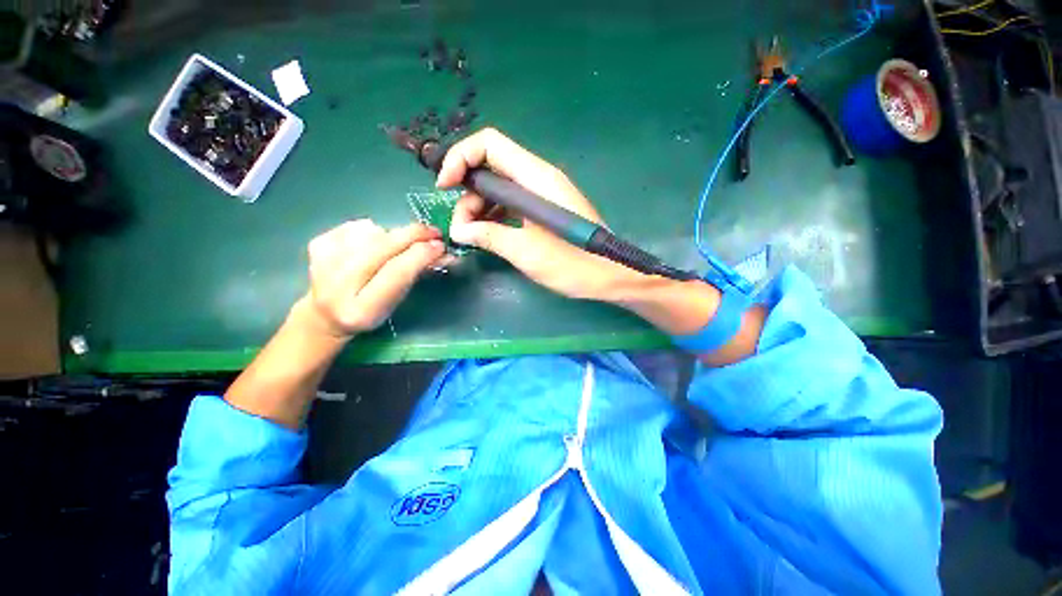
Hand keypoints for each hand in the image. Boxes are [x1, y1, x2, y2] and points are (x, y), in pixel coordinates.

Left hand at [296, 220, 444, 338]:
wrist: (326, 314)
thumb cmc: (371, 311)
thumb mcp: (397, 301)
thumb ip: (416, 275)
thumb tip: (444, 253)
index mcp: (362, 310)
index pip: (396, 273)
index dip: (420, 255)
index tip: (440, 245)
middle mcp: (337, 286)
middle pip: (381, 248)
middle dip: (412, 235)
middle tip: (433, 232)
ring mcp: (322, 262)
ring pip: (372, 232)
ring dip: (393, 235)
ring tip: (396, 248)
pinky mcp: (317, 245)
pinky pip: (357, 226)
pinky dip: (372, 231)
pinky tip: (371, 246)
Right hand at [438, 128, 648, 299]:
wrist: (609, 275)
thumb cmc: (571, 263)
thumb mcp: (525, 251)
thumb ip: (489, 236)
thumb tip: (459, 231)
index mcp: (536, 178)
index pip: (489, 144)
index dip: (460, 158)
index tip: (444, 187)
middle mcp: (538, 178)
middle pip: (491, 167)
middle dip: (469, 193)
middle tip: (462, 228)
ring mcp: (542, 194)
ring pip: (499, 188)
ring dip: (480, 208)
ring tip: (474, 236)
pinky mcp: (544, 210)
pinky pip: (512, 204)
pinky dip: (496, 216)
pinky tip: (489, 235)